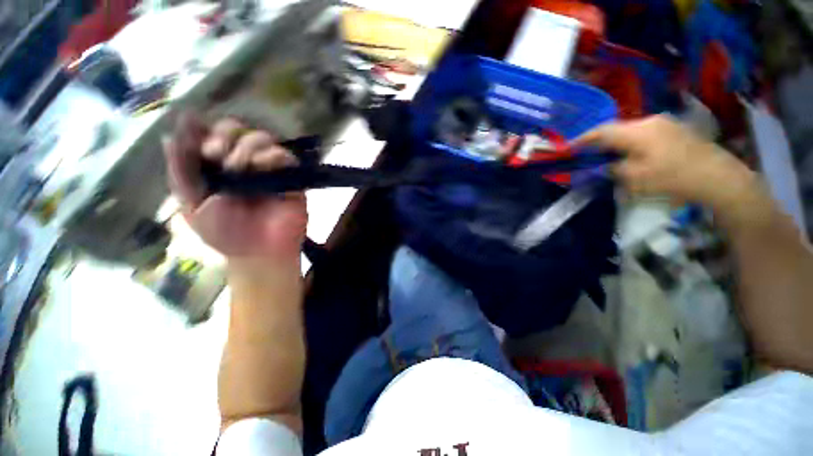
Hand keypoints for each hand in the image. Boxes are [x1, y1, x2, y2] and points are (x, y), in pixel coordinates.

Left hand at [163, 113, 306, 262]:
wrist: (258, 253)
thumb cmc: (224, 233)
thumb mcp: (190, 204)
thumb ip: (181, 172)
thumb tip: (170, 135)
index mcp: (218, 166)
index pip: (213, 133)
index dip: (205, 130)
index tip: (199, 144)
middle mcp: (244, 162)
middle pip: (237, 128)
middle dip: (224, 134)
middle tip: (214, 154)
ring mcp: (269, 169)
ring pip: (262, 138)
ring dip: (246, 146)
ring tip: (238, 167)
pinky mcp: (291, 178)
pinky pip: (285, 156)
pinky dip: (272, 155)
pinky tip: (260, 167)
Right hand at [573, 115, 752, 207]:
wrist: (719, 178)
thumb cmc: (672, 178)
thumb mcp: (635, 178)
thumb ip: (613, 169)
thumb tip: (606, 165)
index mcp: (637, 131)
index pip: (602, 131)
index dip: (583, 139)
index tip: (568, 146)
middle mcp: (650, 121)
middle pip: (617, 129)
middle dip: (600, 141)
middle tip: (589, 153)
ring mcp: (666, 124)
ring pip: (632, 131)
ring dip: (618, 142)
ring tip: (610, 156)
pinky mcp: (677, 130)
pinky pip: (646, 134)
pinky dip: (633, 144)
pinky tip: (634, 155)